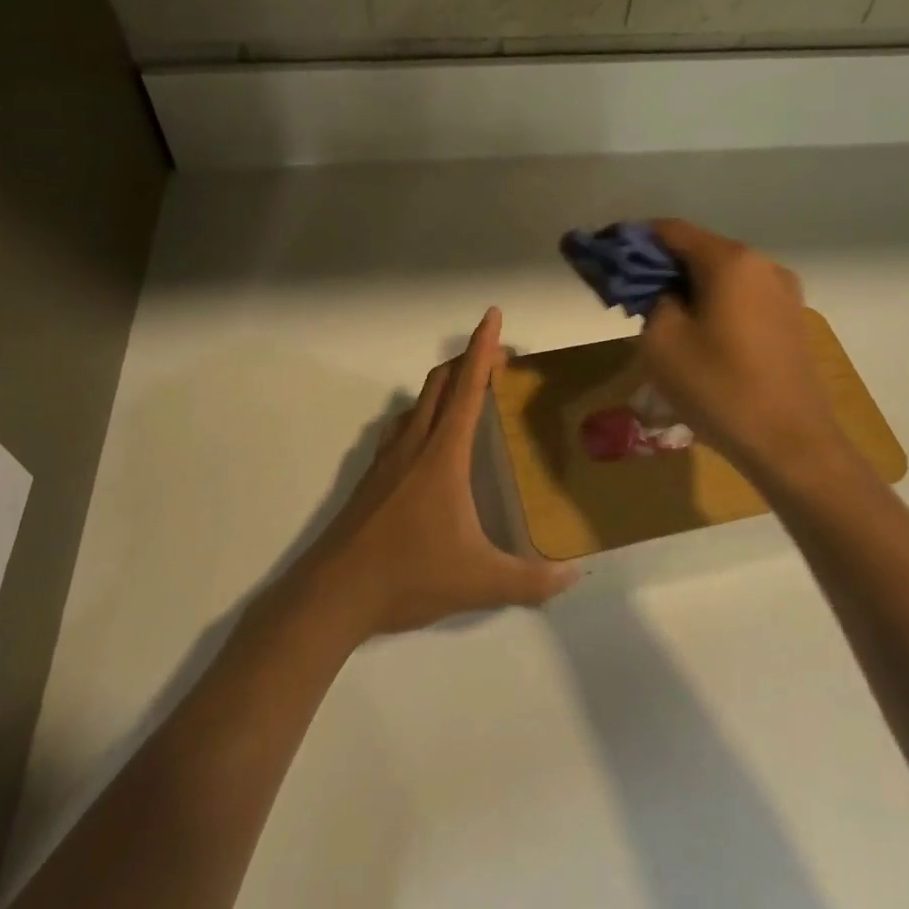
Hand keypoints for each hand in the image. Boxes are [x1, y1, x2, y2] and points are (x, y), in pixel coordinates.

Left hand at [298, 308, 579, 637]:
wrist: (333, 593)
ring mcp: (387, 460)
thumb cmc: (409, 574)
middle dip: (467, 361)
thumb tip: (575, 576)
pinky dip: (421, 416)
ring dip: (442, 386)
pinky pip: (400, 429)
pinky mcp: (371, 479)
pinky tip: (425, 441)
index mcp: (443, 455)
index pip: (467, 388)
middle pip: (439, 384)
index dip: (483, 349)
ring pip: (417, 404)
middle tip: (496, 359)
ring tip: (465, 394)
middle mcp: (414, 445)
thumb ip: (531, 581)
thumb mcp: (480, 582)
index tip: (493, 316)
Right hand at [639, 220, 847, 484]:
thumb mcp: (662, 341)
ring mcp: (783, 293)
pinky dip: (714, 303)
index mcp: (730, 261)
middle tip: (629, 293)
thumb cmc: (718, 387)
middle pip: (699, 250)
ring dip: (688, 287)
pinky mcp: (790, 320)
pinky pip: (742, 298)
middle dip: (661, 266)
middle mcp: (762, 265)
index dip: (634, 240)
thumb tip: (662, 291)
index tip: (607, 256)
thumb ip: (652, 299)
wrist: (789, 443)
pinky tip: (697, 333)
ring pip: (722, 276)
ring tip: (660, 316)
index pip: (671, 231)